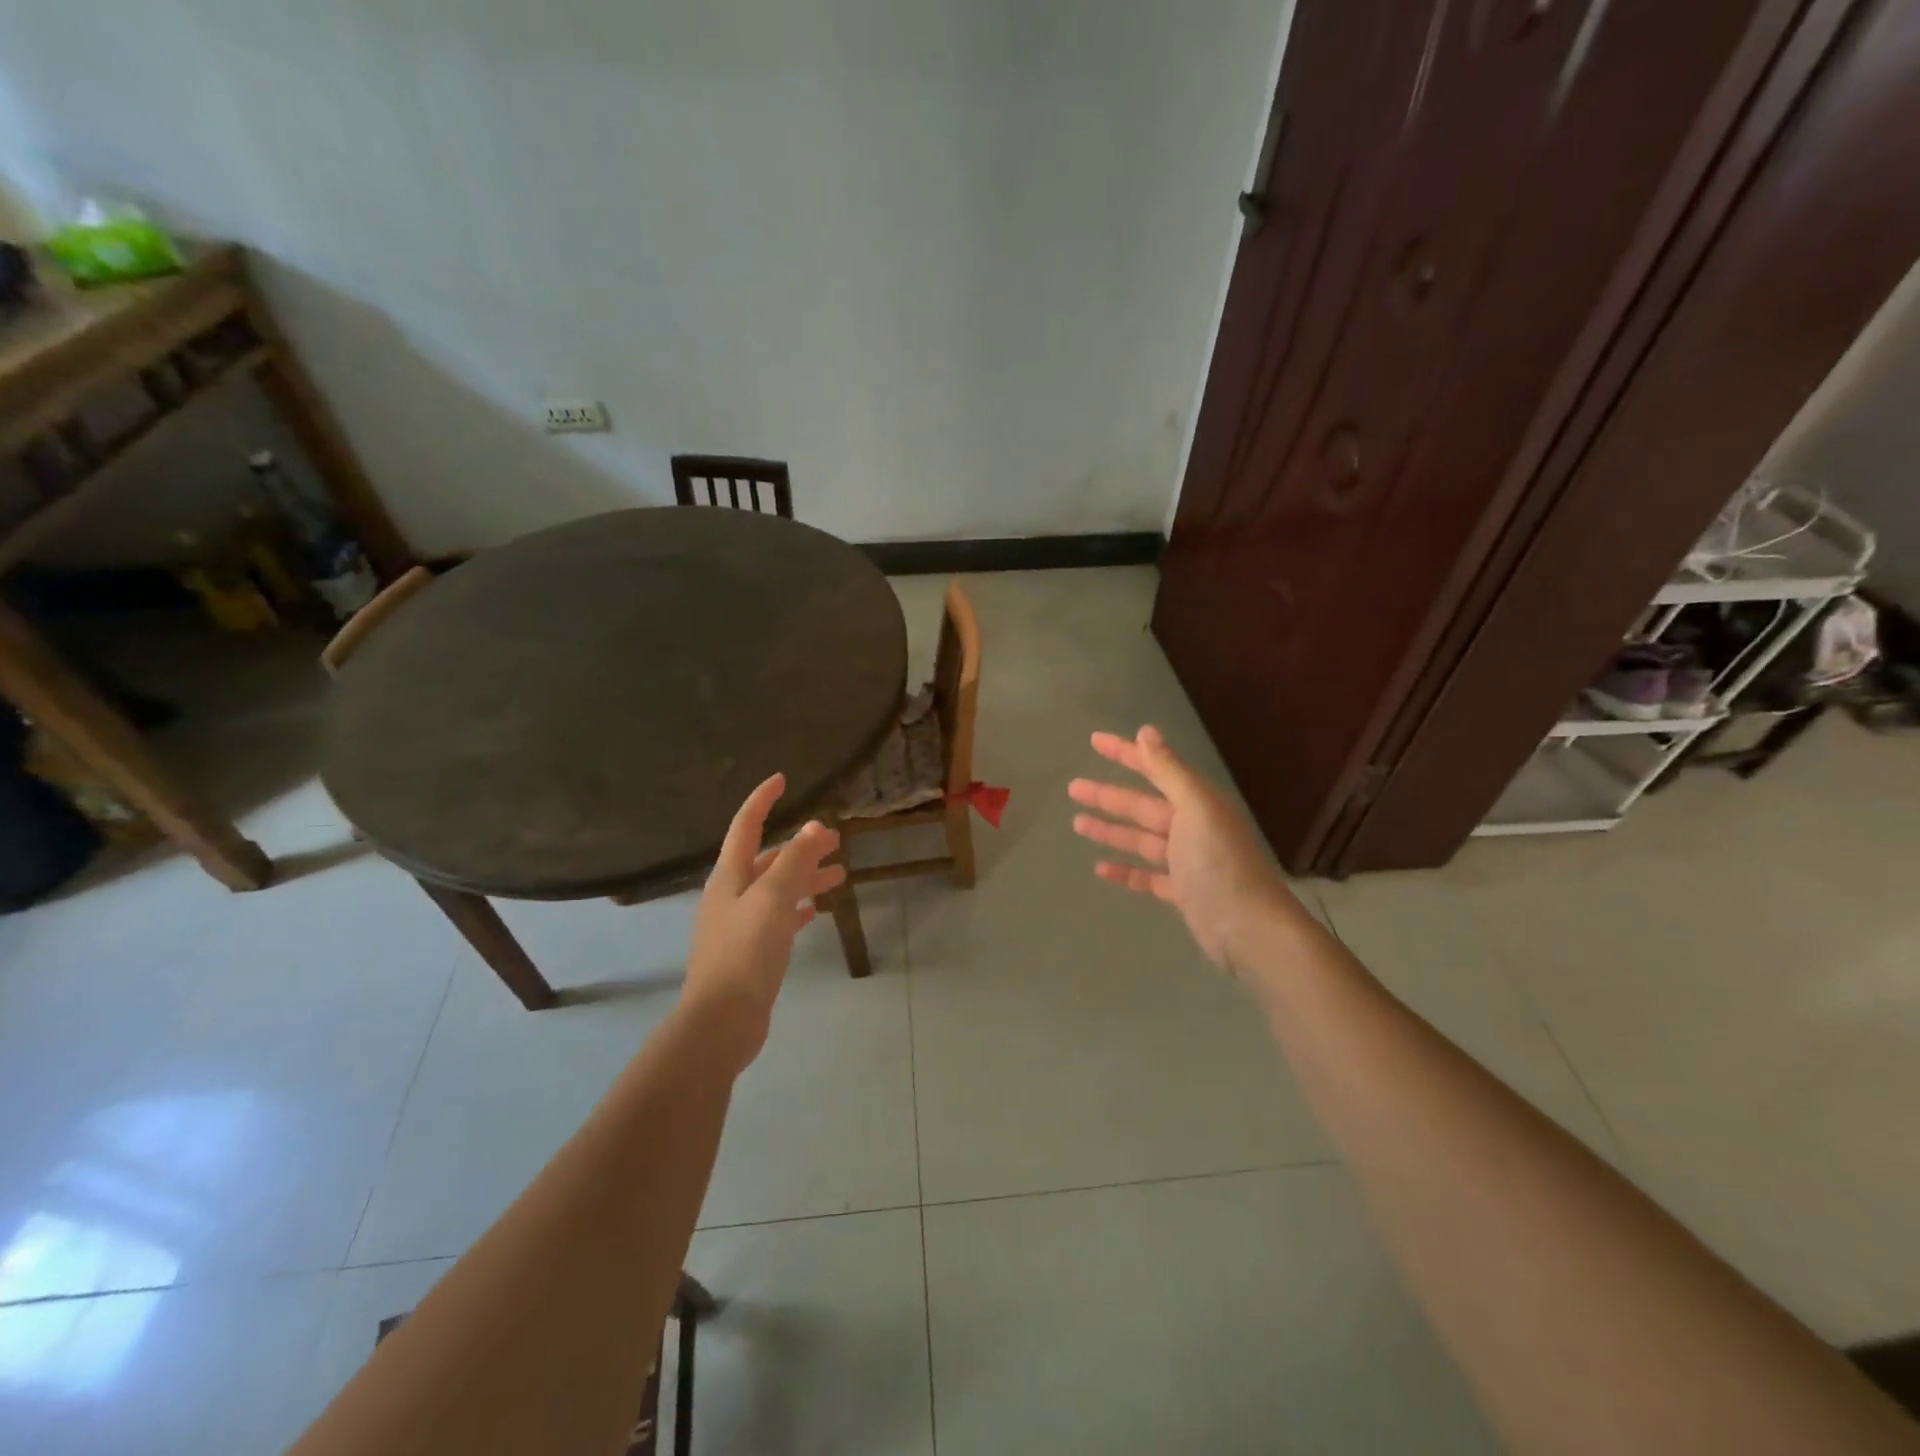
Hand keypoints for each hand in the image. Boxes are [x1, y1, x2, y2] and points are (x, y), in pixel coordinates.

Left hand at [683, 773, 844, 1065]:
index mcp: (729, 876)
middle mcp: (731, 895)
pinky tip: (817, 910)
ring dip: (805, 877)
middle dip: (799, 845)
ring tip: (839, 874)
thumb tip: (815, 827)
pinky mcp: (751, 952)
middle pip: (767, 859)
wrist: (722, 1020)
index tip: (782, 779)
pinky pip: (779, 918)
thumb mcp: (772, 898)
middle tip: (836, 840)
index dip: (762, 800)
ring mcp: (740, 925)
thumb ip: (794, 861)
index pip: (745, 825)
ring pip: (777, 889)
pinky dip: (798, 908)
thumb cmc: (745, 951)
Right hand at [1068, 725, 1298, 968]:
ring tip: (1077, 823)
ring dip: (1111, 831)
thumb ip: (1169, 771)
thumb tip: (1146, 731)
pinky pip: (1147, 876)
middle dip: (1108, 796)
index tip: (1094, 741)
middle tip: (1073, 788)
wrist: (1249, 929)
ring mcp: (1187, 862)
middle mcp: (1192, 827)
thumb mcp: (1195, 808)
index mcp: (1197, 803)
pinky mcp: (1182, 893)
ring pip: (1141, 840)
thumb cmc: (1220, 863)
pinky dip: (1125, 871)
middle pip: (1142, 806)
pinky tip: (1099, 868)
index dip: (1125, 753)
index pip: (1155, 769)